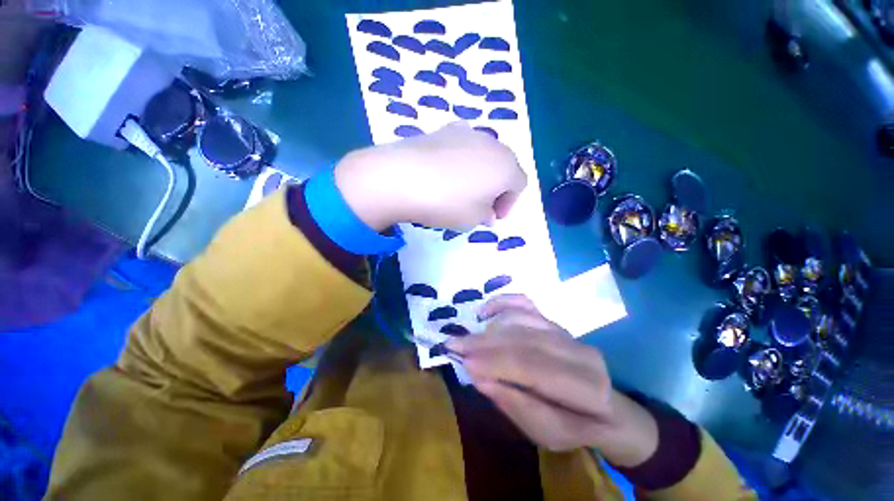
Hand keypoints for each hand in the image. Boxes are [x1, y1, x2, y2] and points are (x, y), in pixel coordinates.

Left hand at [334, 122, 526, 230]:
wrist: (402, 177)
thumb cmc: (447, 203)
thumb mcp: (473, 219)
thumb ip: (486, 214)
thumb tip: (486, 211)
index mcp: (506, 166)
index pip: (519, 184)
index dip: (509, 203)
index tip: (493, 218)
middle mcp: (492, 144)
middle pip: (503, 166)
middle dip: (496, 188)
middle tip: (480, 206)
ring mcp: (467, 132)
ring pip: (483, 155)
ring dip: (479, 174)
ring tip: (460, 191)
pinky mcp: (443, 129)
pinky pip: (462, 147)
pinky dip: (460, 162)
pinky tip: (444, 175)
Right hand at [446, 295, 658, 465]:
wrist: (603, 407)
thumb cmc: (573, 425)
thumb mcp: (546, 433)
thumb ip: (514, 404)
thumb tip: (477, 376)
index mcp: (586, 385)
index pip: (532, 365)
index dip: (495, 361)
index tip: (463, 360)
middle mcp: (577, 349)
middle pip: (523, 338)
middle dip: (484, 342)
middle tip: (454, 345)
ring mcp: (564, 330)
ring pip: (521, 319)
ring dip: (489, 327)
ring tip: (466, 338)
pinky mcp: (552, 320)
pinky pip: (524, 303)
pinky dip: (502, 303)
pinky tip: (484, 311)